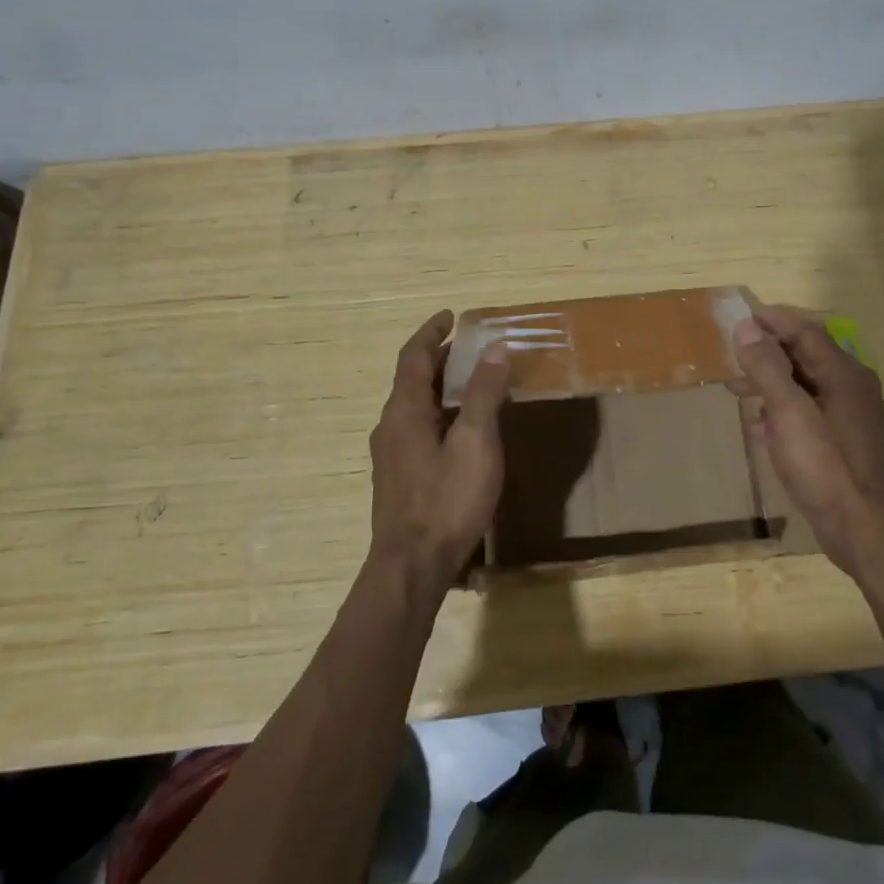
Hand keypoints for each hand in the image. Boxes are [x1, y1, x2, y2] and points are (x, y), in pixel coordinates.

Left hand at [367, 311, 509, 594]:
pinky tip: (460, 429)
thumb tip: (494, 348)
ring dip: (439, 386)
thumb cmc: (447, 500)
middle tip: (469, 347)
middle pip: (411, 379)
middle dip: (438, 358)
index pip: (413, 357)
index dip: (431, 332)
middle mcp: (390, 426)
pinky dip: (438, 412)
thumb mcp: (476, 442)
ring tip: (470, 382)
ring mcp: (390, 454)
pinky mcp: (398, 477)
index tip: (451, 316)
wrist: (411, 567)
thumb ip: (483, 393)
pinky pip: (416, 427)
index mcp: (404, 410)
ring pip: (413, 405)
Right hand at [732, 305, 883, 577]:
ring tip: (735, 389)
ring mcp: (848, 415)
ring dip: (769, 382)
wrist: (860, 527)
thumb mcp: (788, 411)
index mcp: (843, 373)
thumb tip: (746, 327)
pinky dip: (780, 409)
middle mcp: (850, 386)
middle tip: (730, 355)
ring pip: (803, 384)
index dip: (771, 321)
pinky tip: (757, 425)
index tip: (738, 317)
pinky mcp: (840, 440)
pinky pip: (806, 411)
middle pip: (804, 355)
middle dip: (766, 353)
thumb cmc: (824, 464)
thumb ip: (767, 367)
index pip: (804, 332)